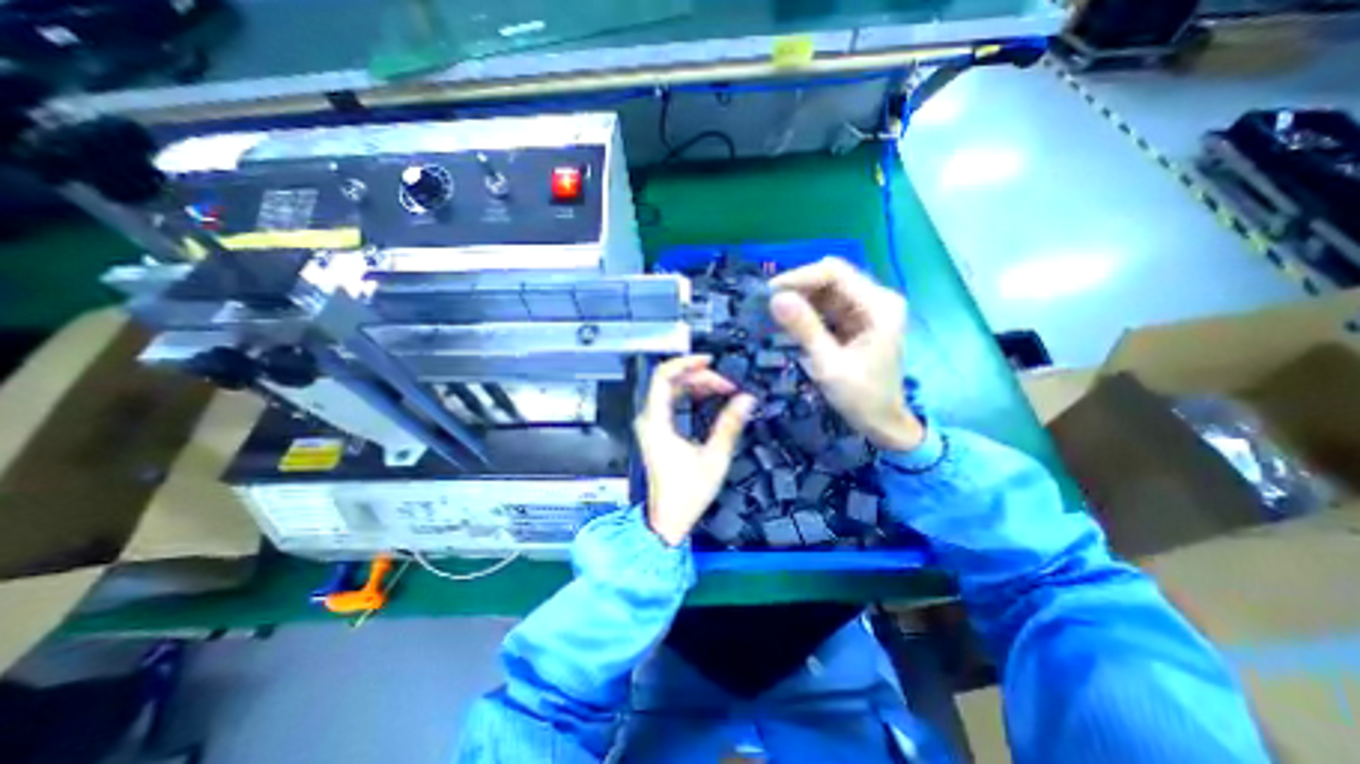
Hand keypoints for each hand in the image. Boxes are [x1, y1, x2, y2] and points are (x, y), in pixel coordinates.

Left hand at [634, 354, 758, 545]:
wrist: (668, 518)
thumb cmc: (686, 493)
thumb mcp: (714, 458)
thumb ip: (730, 425)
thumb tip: (746, 400)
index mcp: (657, 422)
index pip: (664, 377)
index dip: (686, 363)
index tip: (709, 360)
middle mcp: (649, 419)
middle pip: (670, 381)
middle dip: (699, 376)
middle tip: (725, 383)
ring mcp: (651, 425)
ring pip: (671, 390)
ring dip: (696, 385)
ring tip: (721, 389)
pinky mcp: (657, 431)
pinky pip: (671, 402)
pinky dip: (689, 396)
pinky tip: (707, 398)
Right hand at [763, 256, 924, 451]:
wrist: (883, 422)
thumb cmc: (861, 397)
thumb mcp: (829, 365)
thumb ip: (804, 329)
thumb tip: (775, 298)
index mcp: (879, 306)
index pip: (836, 272)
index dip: (800, 276)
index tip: (769, 292)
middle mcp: (877, 299)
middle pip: (832, 277)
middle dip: (799, 287)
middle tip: (768, 303)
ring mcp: (868, 309)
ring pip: (828, 290)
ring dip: (801, 298)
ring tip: (774, 311)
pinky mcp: (858, 320)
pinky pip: (828, 305)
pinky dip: (808, 310)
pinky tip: (791, 320)